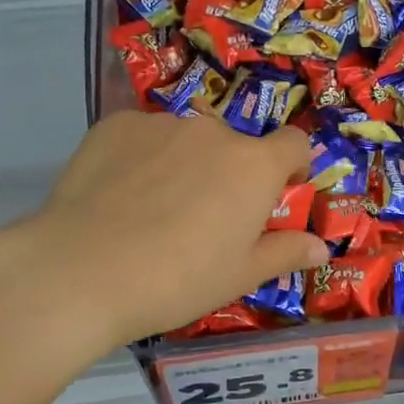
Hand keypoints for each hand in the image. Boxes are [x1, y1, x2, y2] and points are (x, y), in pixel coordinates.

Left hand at [15, 111, 327, 348]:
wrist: (82, 271)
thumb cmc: (177, 279)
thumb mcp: (239, 276)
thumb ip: (284, 253)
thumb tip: (321, 247)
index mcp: (254, 165)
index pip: (295, 143)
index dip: (293, 166)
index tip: (277, 193)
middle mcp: (213, 131)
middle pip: (235, 146)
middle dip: (229, 173)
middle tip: (203, 217)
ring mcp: (161, 123)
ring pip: (186, 140)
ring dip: (184, 163)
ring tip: (151, 209)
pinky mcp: (115, 125)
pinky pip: (142, 137)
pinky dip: (141, 158)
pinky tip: (117, 196)